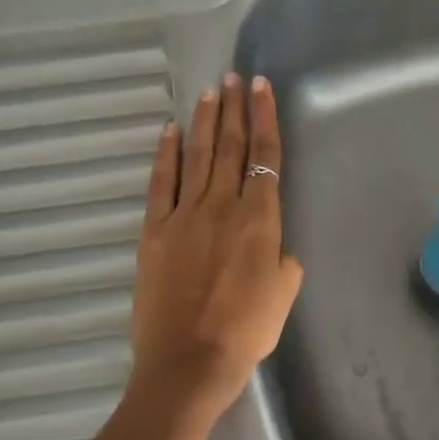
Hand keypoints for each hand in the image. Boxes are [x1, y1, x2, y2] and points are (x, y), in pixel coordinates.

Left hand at [128, 73, 303, 421]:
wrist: (189, 361)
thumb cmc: (246, 333)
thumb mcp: (283, 295)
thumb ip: (283, 261)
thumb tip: (274, 248)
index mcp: (260, 220)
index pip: (265, 157)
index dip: (264, 119)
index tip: (261, 88)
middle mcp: (222, 206)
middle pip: (231, 147)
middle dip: (234, 108)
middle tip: (233, 78)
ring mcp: (184, 215)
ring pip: (198, 156)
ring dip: (205, 122)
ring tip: (209, 92)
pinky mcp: (154, 230)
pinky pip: (161, 183)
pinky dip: (166, 154)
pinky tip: (170, 132)